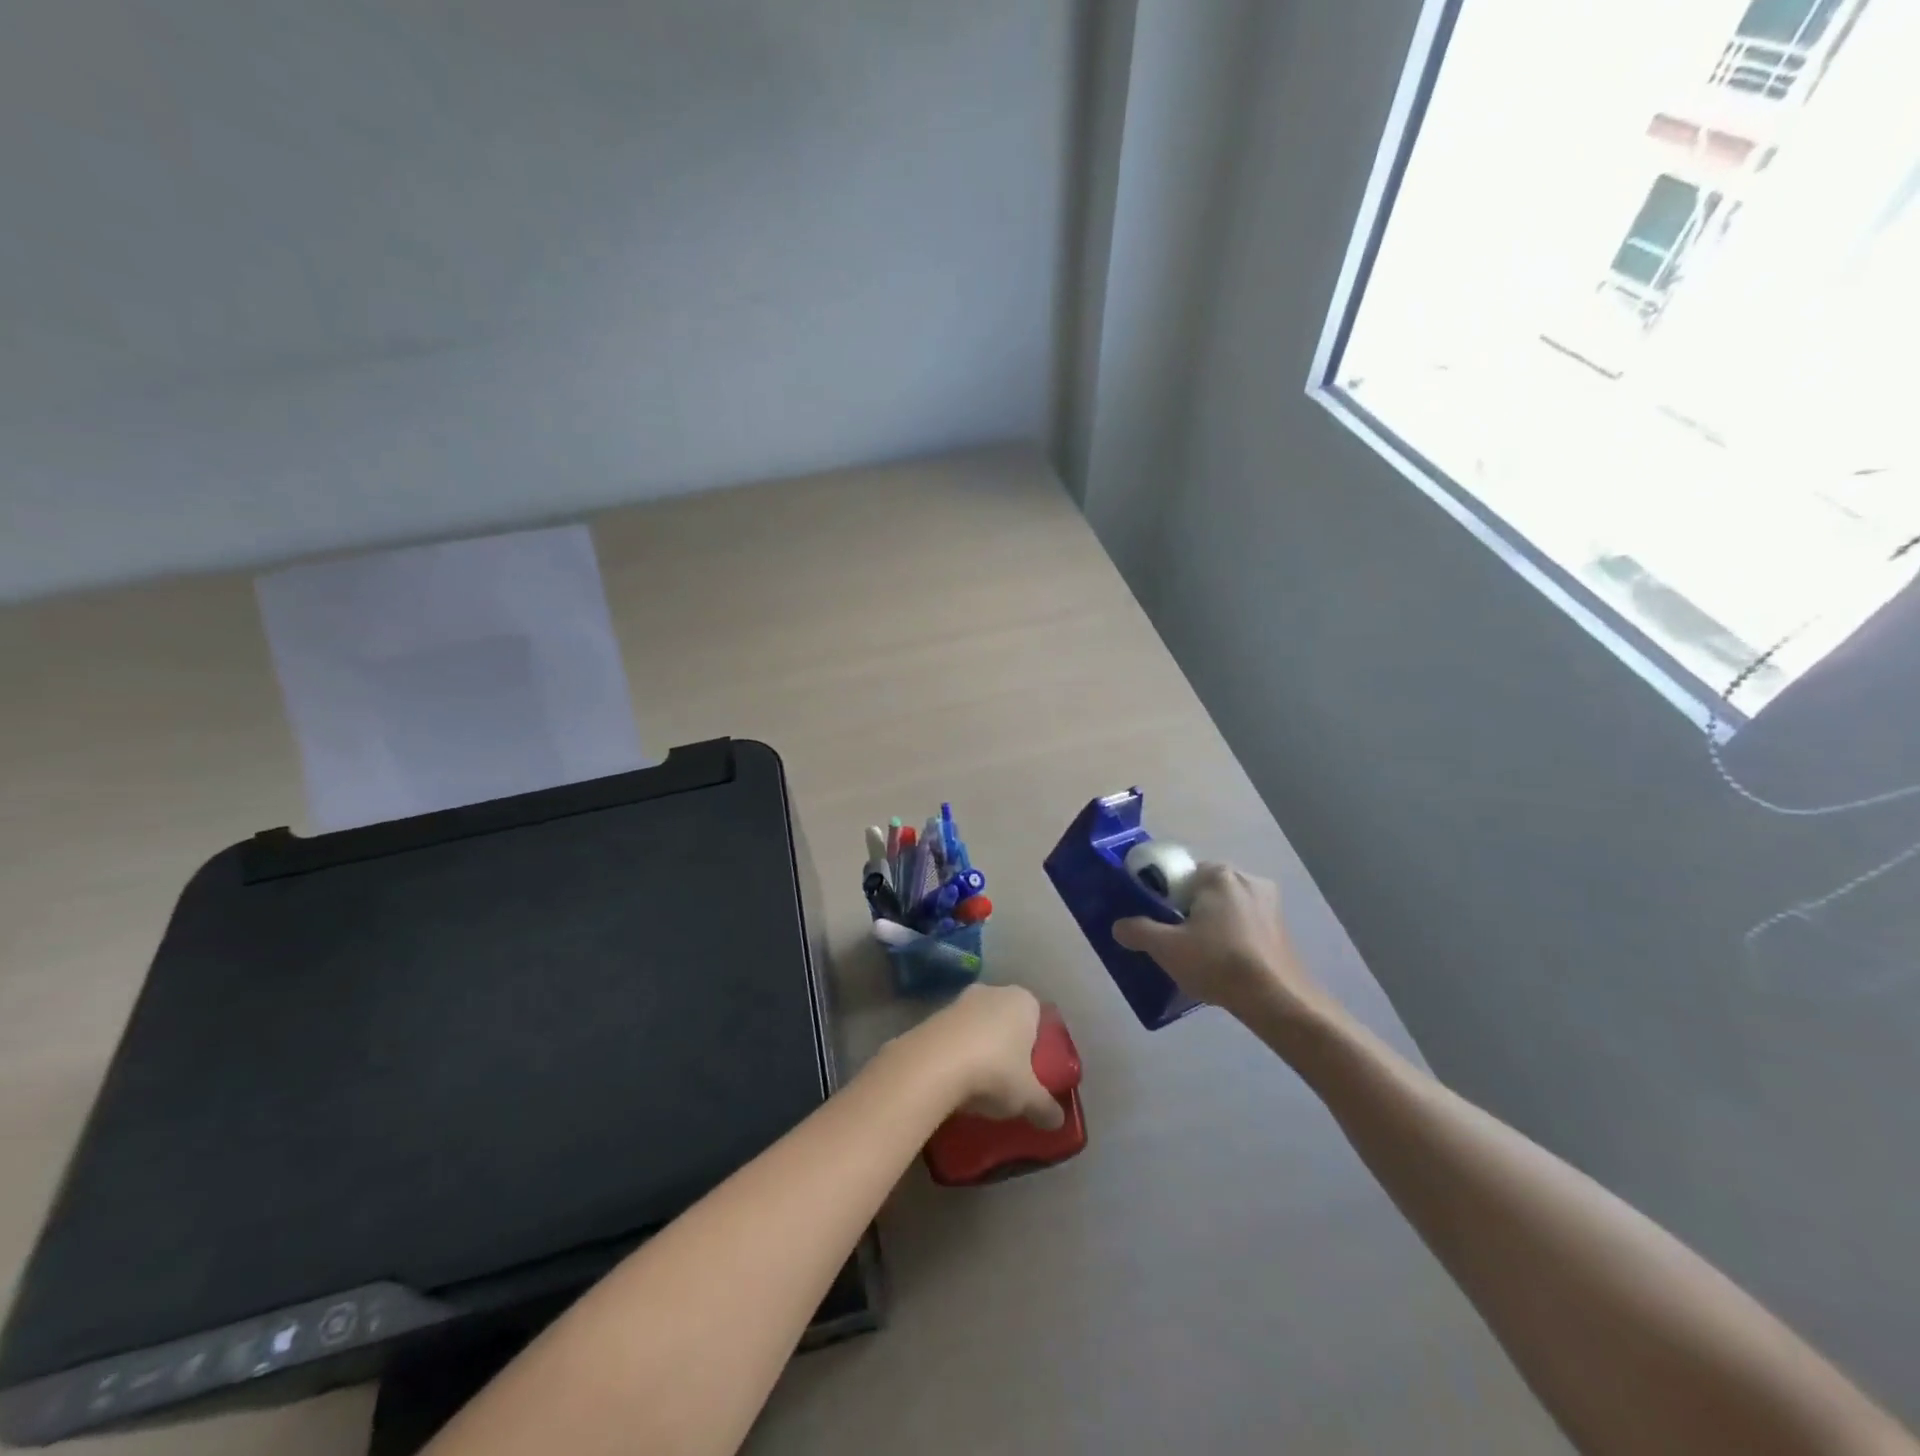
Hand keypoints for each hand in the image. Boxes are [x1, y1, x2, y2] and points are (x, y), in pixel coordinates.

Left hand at [905, 984, 1064, 1129]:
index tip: (1035, 1071)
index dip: (1038, 1044)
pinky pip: (955, 1034)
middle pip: (1007, 1019)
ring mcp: (961, 999)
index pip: (1038, 1017)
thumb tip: (1058, 1120)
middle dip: (1008, 1044)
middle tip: (1010, 1078)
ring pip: (979, 1025)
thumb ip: (1046, 1107)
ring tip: (980, 1083)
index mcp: (1023, 1001)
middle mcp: (993, 991)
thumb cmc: (995, 1071)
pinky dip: (957, 1051)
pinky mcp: (934, 1014)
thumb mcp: (1028, 1097)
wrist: (934, 1064)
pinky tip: (955, 1079)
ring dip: (980, 1047)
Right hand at [1113, 863, 1332, 1028]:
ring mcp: (1270, 904)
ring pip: (1227, 909)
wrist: (1277, 1000)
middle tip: (1177, 942)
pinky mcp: (1283, 928)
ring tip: (1201, 957)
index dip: (1165, 898)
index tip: (1161, 923)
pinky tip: (1226, 965)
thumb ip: (1137, 931)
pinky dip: (1233, 938)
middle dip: (1190, 913)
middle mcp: (1248, 879)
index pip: (1180, 875)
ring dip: (1213, 926)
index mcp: (1219, 874)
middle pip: (1204, 891)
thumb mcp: (1166, 948)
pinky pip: (1246, 924)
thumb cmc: (1218, 963)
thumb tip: (1119, 926)